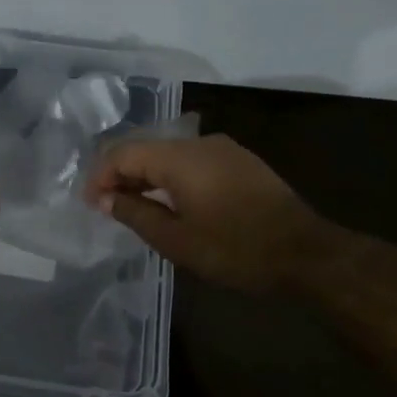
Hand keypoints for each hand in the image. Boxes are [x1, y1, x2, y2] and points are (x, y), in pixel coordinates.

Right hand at [85, 133, 318, 291]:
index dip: (100, 176)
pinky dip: (170, 177)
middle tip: (106, 206)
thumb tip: (104, 199)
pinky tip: (168, 202)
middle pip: (145, 148)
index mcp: (179, 158)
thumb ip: (135, 213)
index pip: (123, 153)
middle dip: (120, 174)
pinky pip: (191, 161)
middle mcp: (199, 142)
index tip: (90, 204)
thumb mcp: (176, 240)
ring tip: (133, 206)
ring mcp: (223, 149)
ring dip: (145, 176)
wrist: (306, 253)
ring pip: (168, 154)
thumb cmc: (235, 249)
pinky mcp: (239, 161)